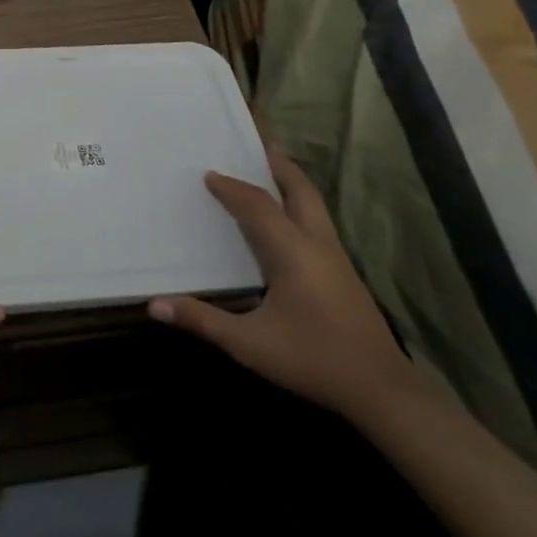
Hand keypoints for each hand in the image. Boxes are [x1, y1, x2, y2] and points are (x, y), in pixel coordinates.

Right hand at [148, 144, 417, 419]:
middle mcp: (317, 244)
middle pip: (300, 190)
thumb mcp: (249, 344)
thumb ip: (202, 321)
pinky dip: (300, 204)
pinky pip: (318, 221)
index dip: (231, 188)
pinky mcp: (345, 272)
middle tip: (257, 145)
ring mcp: (336, 257)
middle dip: (278, 166)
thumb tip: (154, 305)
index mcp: (292, 251)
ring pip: (314, 205)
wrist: (382, 390)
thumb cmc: (312, 360)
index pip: (257, 205)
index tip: (208, 175)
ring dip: (291, 183)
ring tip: (272, 169)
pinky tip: (288, 220)